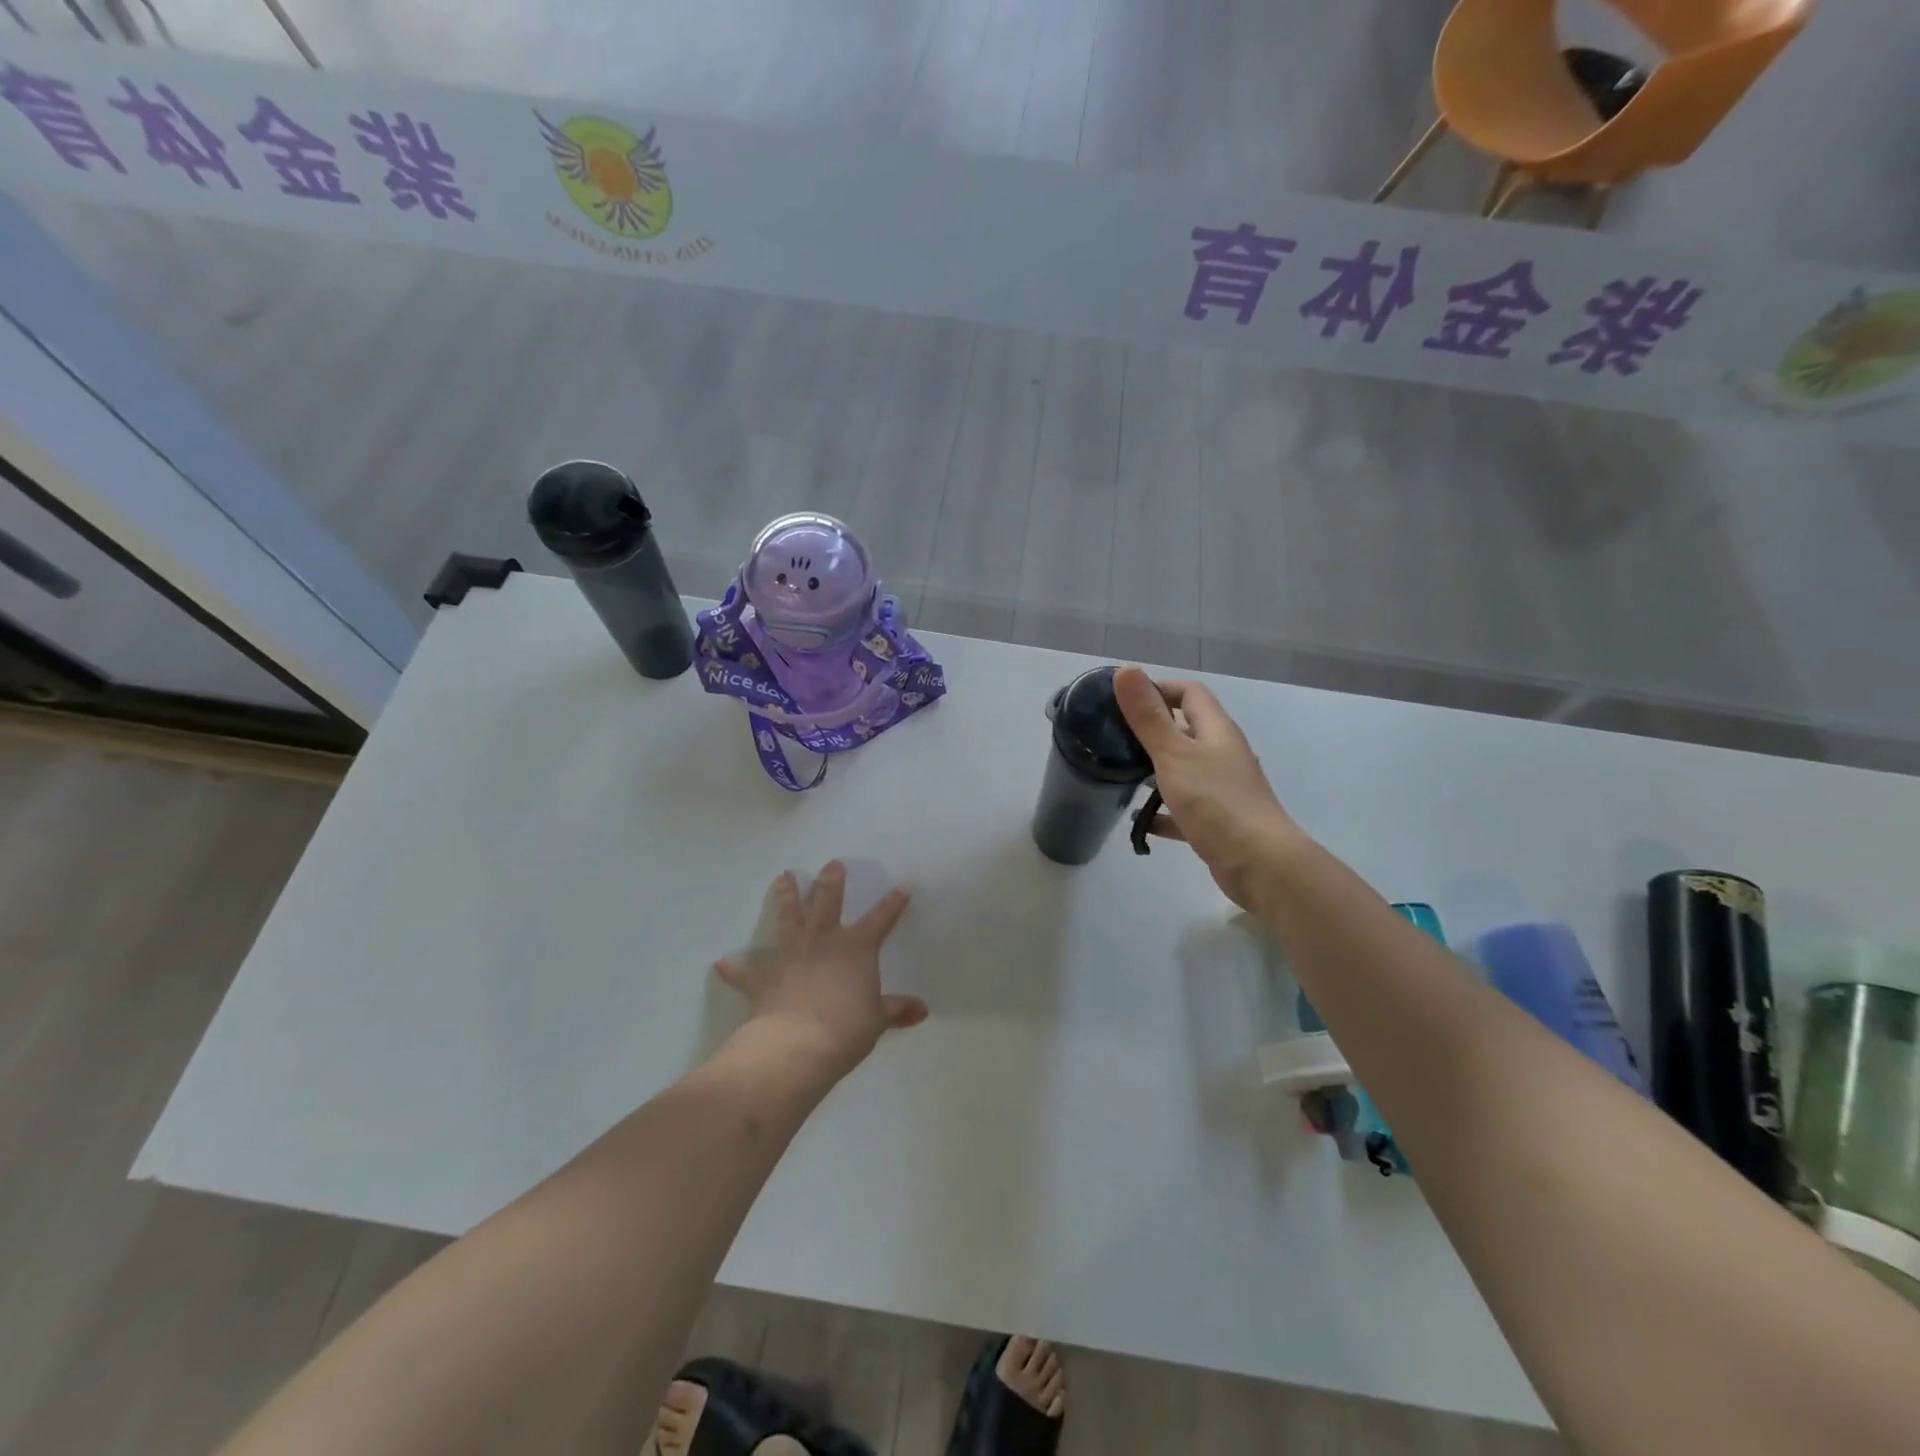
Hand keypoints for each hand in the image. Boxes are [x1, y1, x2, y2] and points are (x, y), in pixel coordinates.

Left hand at [714, 861, 926, 1078]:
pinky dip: (735, 968)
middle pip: (828, 902)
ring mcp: (791, 955)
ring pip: (789, 918)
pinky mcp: (764, 978)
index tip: (903, 886)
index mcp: (857, 948)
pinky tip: (722, 963)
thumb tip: (921, 1010)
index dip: (893, 903)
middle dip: (831, 881)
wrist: (797, 1046)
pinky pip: (746, 972)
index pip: (881, 919)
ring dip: (786, 897)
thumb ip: (896, 1011)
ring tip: (783, 877)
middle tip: (832, 863)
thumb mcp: (877, 1020)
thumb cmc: (846, 1029)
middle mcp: (823, 942)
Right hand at [1114, 667, 1299, 911]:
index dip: (1158, 689)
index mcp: (1216, 730)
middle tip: (1113, 737)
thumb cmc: (1216, 802)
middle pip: (1185, 729)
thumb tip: (1126, 669)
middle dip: (1151, 730)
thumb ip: (1148, 716)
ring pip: (1183, 768)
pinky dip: (1162, 810)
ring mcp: (1222, 788)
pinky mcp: (1217, 819)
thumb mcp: (1174, 754)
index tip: (1122, 701)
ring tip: (1120, 774)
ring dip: (1154, 769)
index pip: (1189, 693)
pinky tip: (1140, 820)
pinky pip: (1183, 807)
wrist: (1260, 864)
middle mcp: (1222, 753)